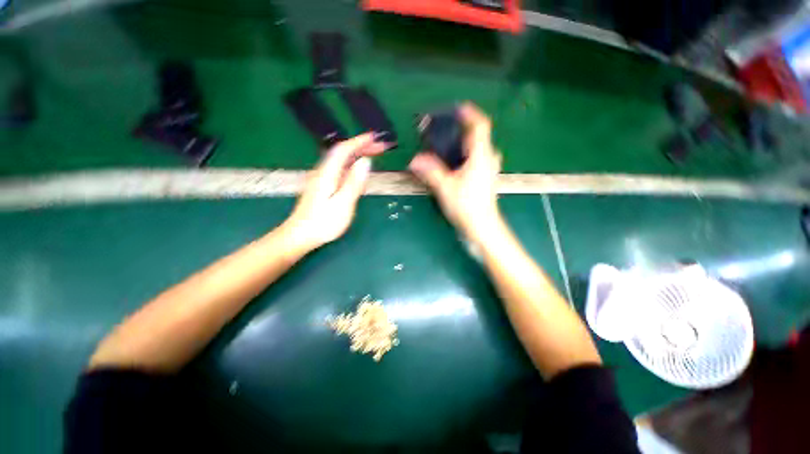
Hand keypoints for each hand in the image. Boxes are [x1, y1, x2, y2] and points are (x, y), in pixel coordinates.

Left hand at [285, 133, 386, 250]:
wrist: (300, 236)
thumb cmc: (323, 223)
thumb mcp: (343, 204)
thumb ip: (354, 183)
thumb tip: (365, 162)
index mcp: (328, 174)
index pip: (343, 150)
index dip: (360, 141)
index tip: (375, 138)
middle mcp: (323, 172)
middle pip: (342, 153)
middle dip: (361, 146)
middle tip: (380, 148)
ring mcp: (322, 179)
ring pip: (341, 161)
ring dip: (357, 155)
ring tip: (373, 155)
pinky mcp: (323, 187)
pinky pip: (340, 170)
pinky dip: (352, 166)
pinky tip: (359, 172)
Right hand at [409, 103, 502, 243]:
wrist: (482, 227)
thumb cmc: (467, 206)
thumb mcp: (445, 187)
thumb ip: (430, 171)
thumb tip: (414, 160)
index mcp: (481, 156)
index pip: (480, 126)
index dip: (470, 114)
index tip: (456, 109)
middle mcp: (488, 159)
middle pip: (477, 136)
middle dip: (462, 129)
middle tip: (443, 130)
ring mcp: (488, 169)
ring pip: (477, 148)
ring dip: (462, 143)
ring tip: (445, 145)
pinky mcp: (484, 178)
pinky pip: (475, 159)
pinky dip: (464, 155)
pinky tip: (452, 163)